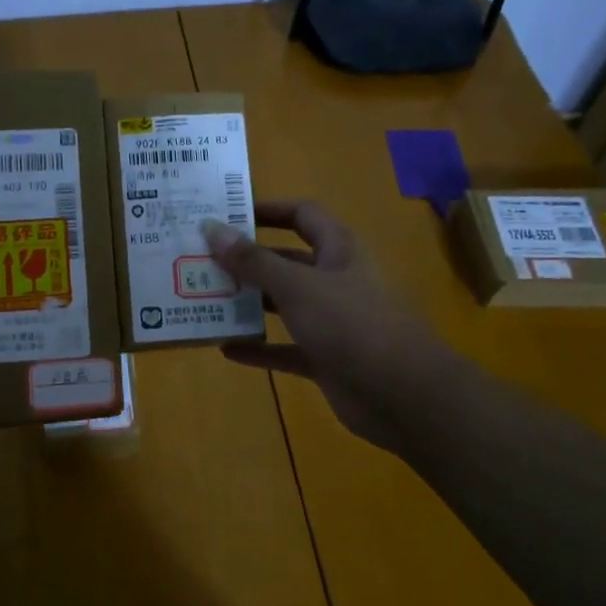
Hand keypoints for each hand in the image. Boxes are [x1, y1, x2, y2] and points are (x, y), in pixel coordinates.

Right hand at [204, 200, 445, 451]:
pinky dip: (259, 348)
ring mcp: (332, 322)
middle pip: (286, 261)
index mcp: (338, 250)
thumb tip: (212, 228)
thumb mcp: (297, 286)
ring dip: (249, 304)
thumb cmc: (352, 325)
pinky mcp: (326, 359)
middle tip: (201, 260)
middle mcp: (335, 280)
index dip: (268, 210)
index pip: (302, 215)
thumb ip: (253, 261)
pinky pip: (285, 348)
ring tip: (204, 300)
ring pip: (283, 305)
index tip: (227, 214)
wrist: (404, 395)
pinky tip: (225, 349)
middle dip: (247, 261)